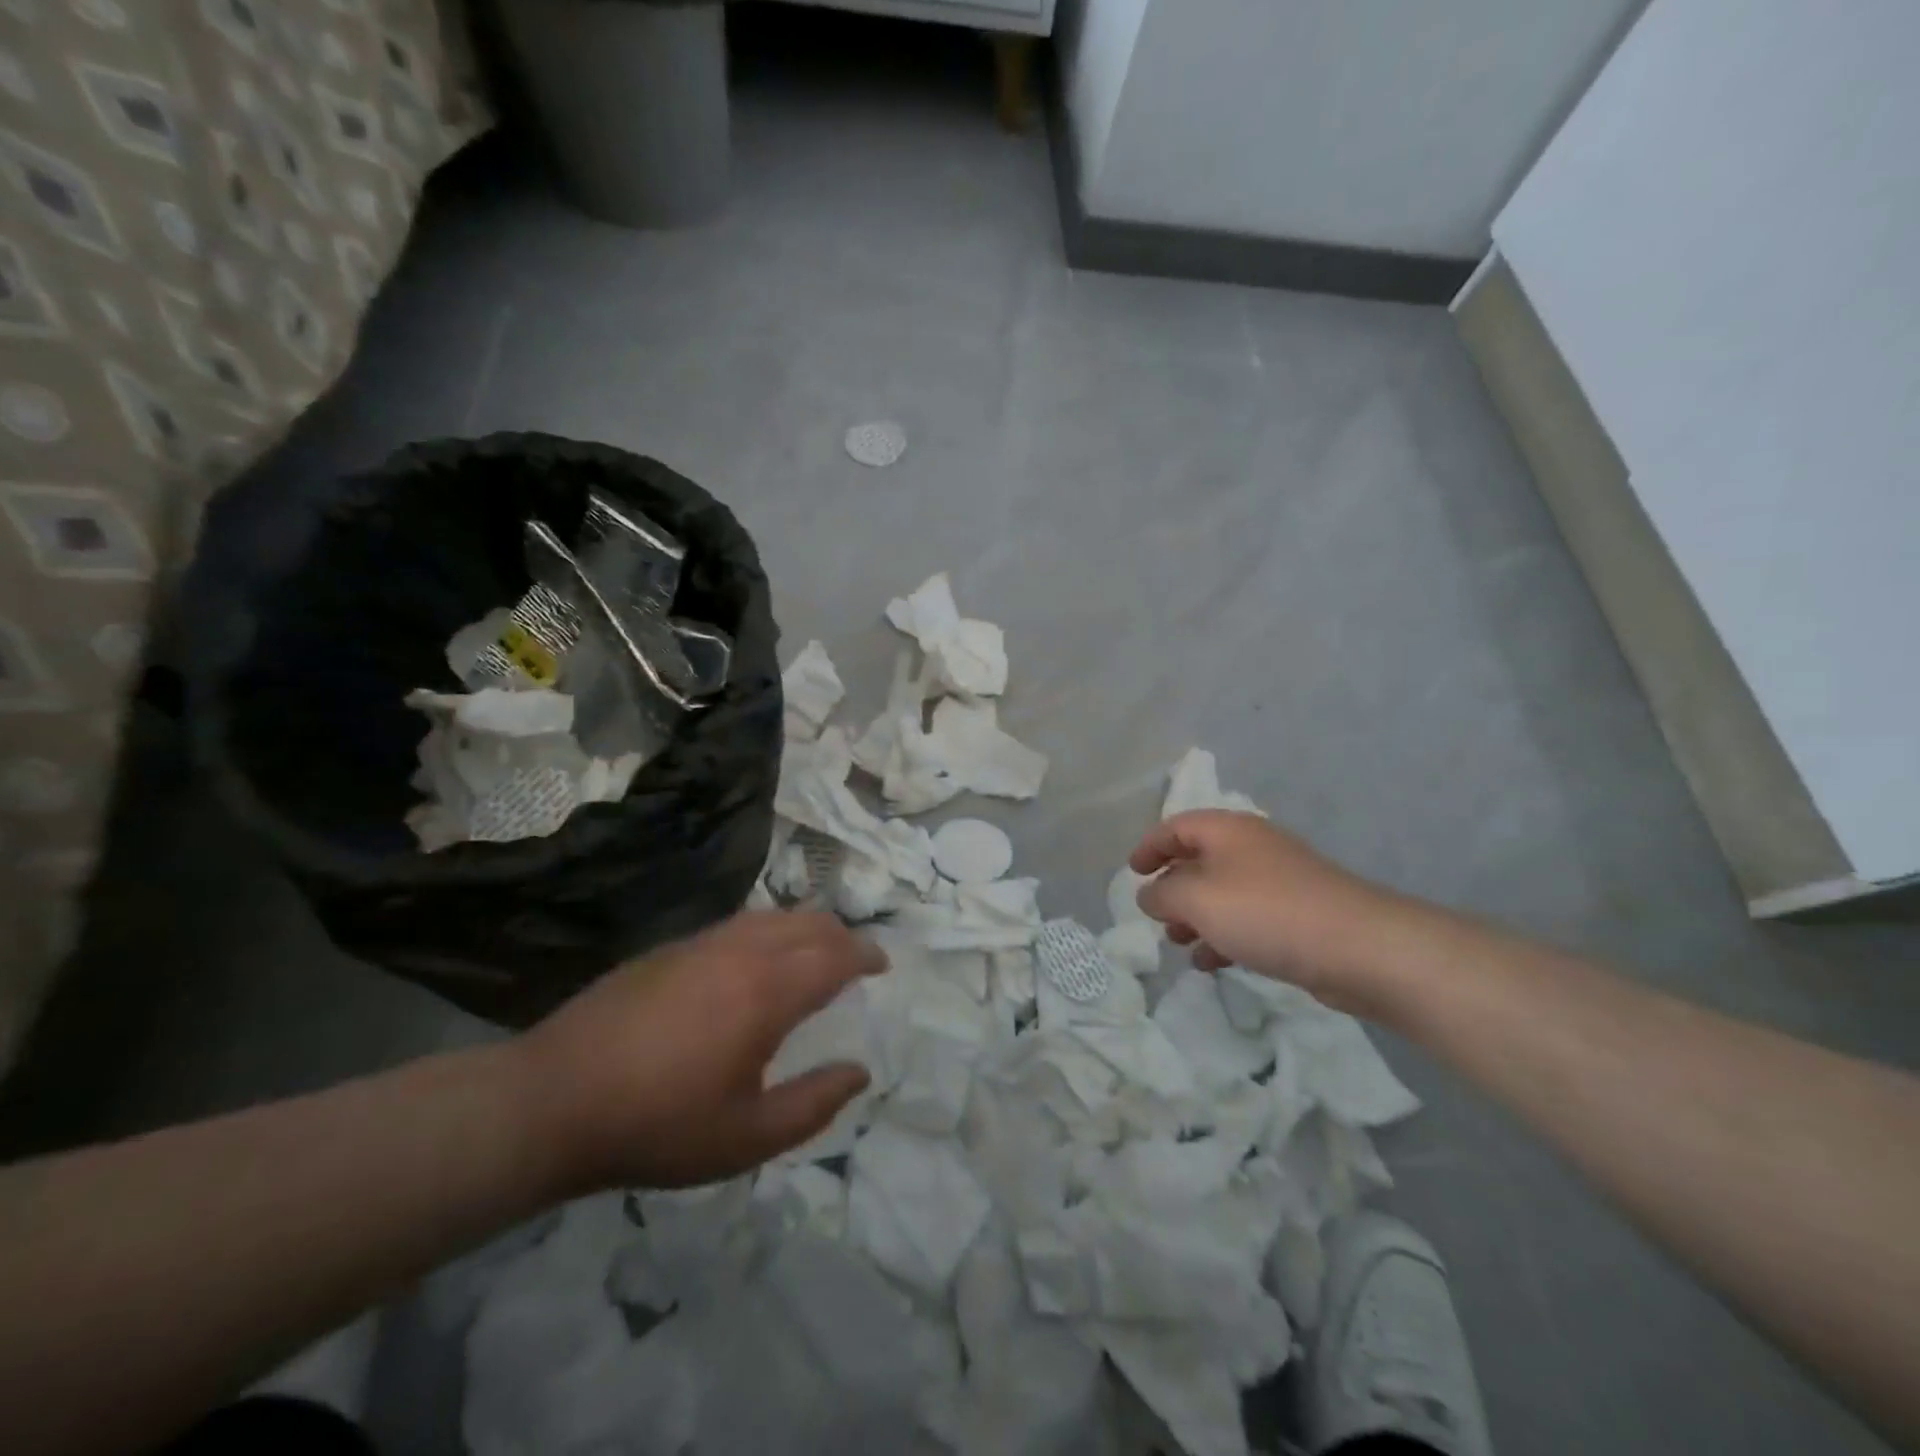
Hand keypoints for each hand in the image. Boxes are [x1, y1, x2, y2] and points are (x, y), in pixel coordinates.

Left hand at [516, 911, 885, 1192]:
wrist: (553, 1100)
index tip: (883, 965)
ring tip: (814, 952)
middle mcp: (740, 952)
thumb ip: (813, 1105)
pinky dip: (767, 931)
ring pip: (770, 917)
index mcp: (767, 992)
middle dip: (841, 936)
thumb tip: (860, 1072)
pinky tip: (756, 958)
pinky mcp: (669, 949)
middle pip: (807, 924)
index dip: (865, 955)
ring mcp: (701, 944)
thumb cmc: (658, 1125)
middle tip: (856, 959)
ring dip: (804, 928)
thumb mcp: (746, 1138)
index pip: (834, 955)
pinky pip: (737, 925)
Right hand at [1129, 810, 1408, 1011]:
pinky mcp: (1297, 916)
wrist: (1358, 947)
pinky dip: (1224, 936)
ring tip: (1178, 942)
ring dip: (1196, 916)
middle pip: (1200, 859)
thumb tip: (1149, 894)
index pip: (1177, 826)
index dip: (1150, 846)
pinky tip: (1211, 963)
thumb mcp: (1197, 899)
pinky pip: (1248, 920)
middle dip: (1173, 887)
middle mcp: (1252, 848)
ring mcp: (1279, 882)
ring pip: (1223, 893)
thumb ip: (1162, 894)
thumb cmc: (1266, 912)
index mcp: (1228, 831)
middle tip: (1155, 914)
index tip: (1132, 872)